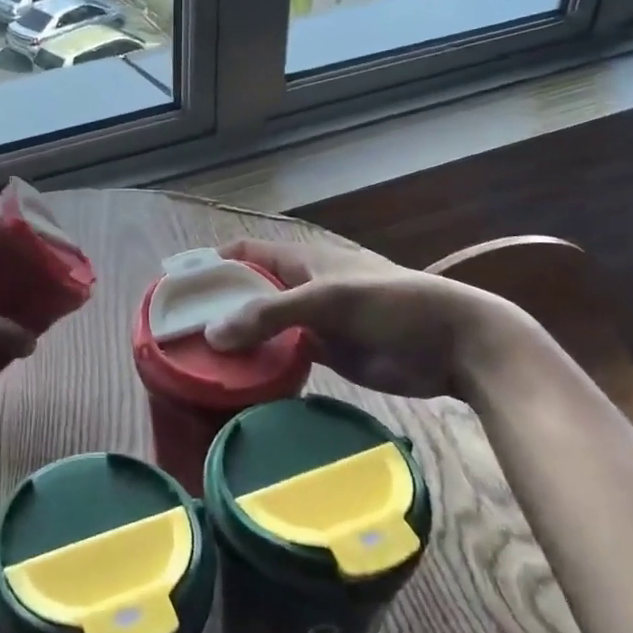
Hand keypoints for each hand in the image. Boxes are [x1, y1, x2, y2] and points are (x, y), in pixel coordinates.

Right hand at [205, 237, 522, 400]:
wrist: (455, 343)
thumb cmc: (393, 304)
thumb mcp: (329, 300)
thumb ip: (270, 314)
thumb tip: (212, 334)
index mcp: (302, 259)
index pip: (245, 253)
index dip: (212, 264)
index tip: (178, 287)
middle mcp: (302, 286)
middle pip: (250, 292)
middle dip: (220, 306)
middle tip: (182, 332)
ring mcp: (314, 321)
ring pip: (265, 326)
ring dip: (240, 339)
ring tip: (202, 360)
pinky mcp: (328, 352)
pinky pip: (285, 354)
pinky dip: (264, 363)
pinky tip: (241, 378)